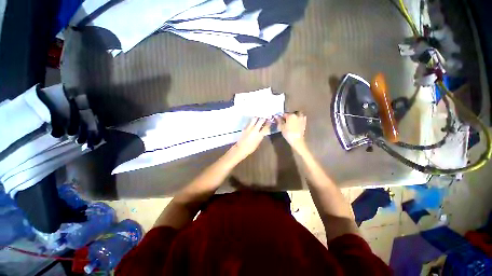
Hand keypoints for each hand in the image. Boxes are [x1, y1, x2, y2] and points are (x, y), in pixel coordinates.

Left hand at [229, 118, 270, 160]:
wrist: (241, 148)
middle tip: (265, 116)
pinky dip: (252, 121)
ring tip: (259, 117)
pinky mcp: (245, 128)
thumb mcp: (258, 142)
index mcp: (259, 135)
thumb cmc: (251, 148)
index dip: (269, 123)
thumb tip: (263, 132)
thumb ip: (261, 136)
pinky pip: (249, 122)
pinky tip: (253, 121)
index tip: (270, 120)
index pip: (266, 127)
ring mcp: (249, 128)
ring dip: (257, 118)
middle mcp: (255, 130)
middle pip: (260, 121)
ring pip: (254, 119)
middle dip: (264, 118)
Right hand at [276, 112, 306, 150]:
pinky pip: (301, 119)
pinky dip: (298, 120)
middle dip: (289, 116)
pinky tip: (295, 124)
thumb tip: (276, 116)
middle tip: (285, 121)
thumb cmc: (288, 133)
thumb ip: (279, 121)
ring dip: (294, 118)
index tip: (279, 120)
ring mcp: (302, 119)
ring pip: (297, 116)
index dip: (281, 117)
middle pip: (291, 114)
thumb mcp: (281, 127)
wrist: (297, 140)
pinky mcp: (304, 123)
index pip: (284, 114)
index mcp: (291, 115)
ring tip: (291, 122)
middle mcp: (297, 115)